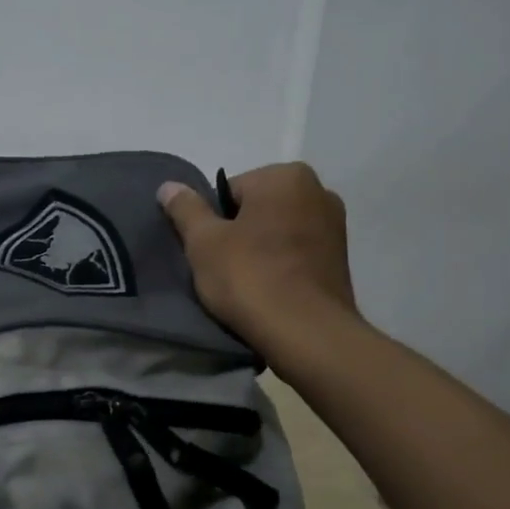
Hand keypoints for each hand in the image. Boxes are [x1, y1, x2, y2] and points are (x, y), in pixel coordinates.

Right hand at [158, 162, 361, 364]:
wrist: (305, 332)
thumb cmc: (249, 277)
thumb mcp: (203, 242)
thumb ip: (185, 209)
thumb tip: (168, 186)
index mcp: (286, 176)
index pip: (230, 191)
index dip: (212, 223)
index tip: (209, 252)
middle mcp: (319, 190)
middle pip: (257, 209)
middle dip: (239, 234)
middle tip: (223, 269)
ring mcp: (336, 226)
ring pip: (279, 232)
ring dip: (261, 250)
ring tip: (247, 285)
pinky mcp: (341, 259)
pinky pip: (297, 254)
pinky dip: (282, 267)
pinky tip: (270, 292)